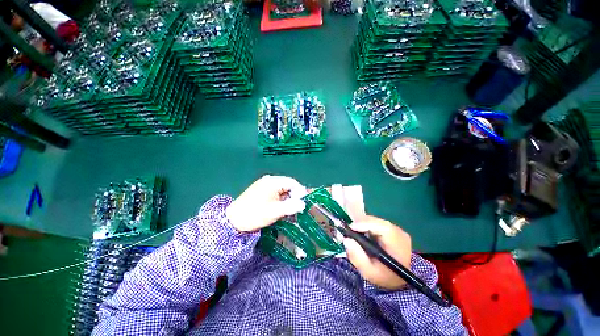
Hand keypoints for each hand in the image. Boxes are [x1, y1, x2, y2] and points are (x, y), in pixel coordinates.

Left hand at [226, 175, 306, 231]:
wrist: (233, 220)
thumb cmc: (255, 214)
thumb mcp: (275, 211)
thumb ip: (291, 206)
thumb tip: (303, 204)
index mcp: (273, 181)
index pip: (292, 182)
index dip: (300, 192)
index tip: (302, 203)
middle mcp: (269, 180)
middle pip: (287, 185)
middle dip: (293, 196)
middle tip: (296, 208)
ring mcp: (264, 184)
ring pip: (281, 189)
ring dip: (287, 198)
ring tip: (288, 209)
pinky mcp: (260, 189)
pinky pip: (275, 192)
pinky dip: (280, 199)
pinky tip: (279, 207)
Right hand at [343, 216, 411, 290]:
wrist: (398, 279)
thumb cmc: (383, 277)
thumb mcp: (368, 272)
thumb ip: (357, 257)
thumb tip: (346, 240)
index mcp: (398, 245)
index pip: (383, 227)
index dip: (365, 224)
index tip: (351, 228)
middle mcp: (400, 233)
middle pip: (378, 221)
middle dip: (361, 224)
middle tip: (349, 231)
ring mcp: (397, 230)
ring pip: (376, 220)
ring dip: (364, 225)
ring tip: (355, 233)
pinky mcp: (393, 229)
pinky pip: (377, 222)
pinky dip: (367, 226)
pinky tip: (363, 234)